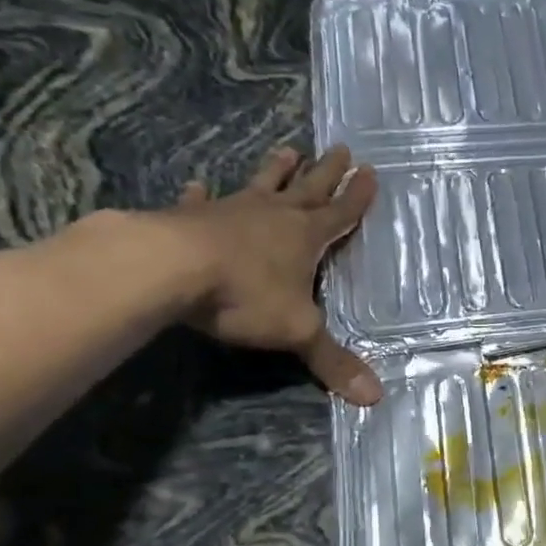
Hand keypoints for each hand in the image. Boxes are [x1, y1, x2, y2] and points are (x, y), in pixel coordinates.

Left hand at [168, 143, 381, 405]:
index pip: (341, 214)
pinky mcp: (190, 217)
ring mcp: (231, 213)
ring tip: (288, 150)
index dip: (357, 197)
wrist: (170, 269)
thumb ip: (333, 361)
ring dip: (276, 170)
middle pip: (308, 189)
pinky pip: (201, 202)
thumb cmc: (245, 295)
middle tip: (341, 147)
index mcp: (305, 237)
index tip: (370, 173)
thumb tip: (375, 398)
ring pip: (261, 185)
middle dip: (327, 172)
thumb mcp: (298, 332)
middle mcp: (273, 217)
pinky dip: (202, 195)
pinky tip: (199, 185)